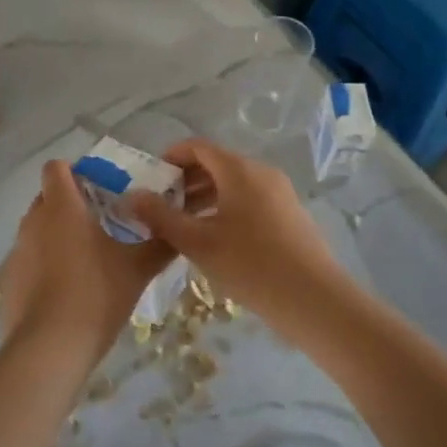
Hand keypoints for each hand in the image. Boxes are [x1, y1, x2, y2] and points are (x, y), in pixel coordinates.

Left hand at [0, 160, 173, 372]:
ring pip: (37, 229)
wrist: (49, 351)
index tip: (97, 187)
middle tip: (100, 223)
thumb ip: (160, 243)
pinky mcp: (8, 282)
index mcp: (61, 207)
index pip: (56, 168)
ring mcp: (17, 252)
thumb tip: (176, 227)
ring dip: (57, 235)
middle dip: (70, 204)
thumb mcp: (137, 269)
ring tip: (85, 260)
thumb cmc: (95, 295)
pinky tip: (65, 291)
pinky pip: (28, 260)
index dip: (74, 171)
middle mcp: (33, 221)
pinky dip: (44, 266)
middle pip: (47, 197)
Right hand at [129, 138, 352, 346]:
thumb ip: (161, 217)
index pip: (198, 147)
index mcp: (238, 169)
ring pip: (234, 183)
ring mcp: (279, 192)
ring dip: (206, 196)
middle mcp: (260, 171)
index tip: (152, 179)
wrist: (314, 299)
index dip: (172, 157)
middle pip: (217, 163)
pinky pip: (251, 198)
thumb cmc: (251, 265)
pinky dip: (227, 207)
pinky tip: (216, 239)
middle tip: (162, 205)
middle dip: (187, 179)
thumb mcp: (198, 243)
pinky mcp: (290, 213)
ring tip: (184, 224)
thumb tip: (132, 196)